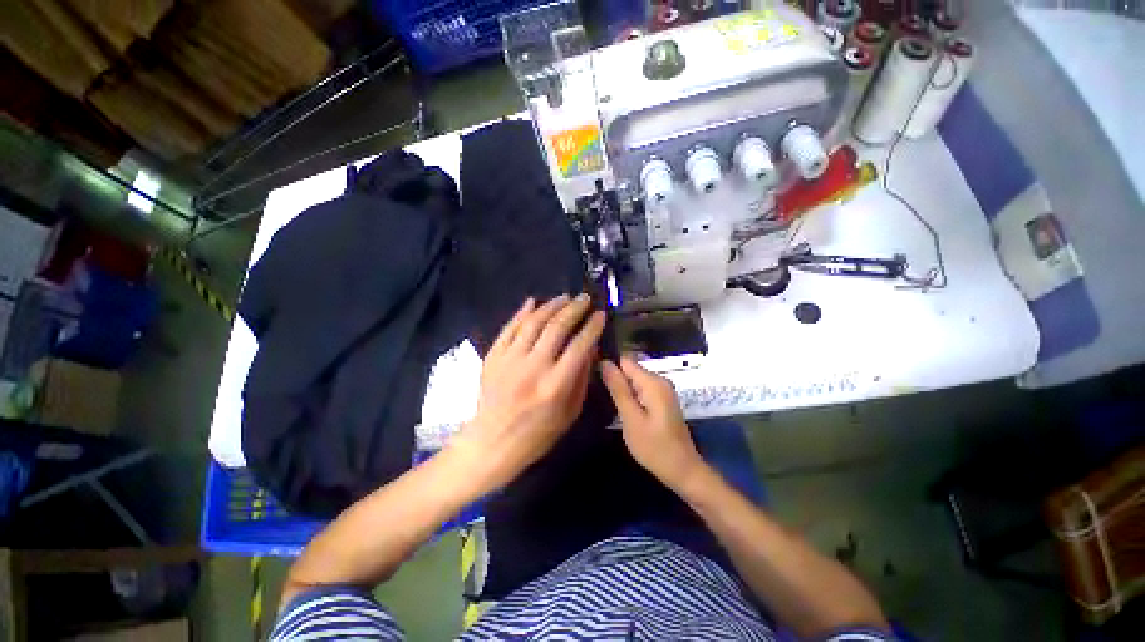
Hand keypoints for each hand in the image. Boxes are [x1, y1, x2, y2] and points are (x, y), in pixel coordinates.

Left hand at [447, 294, 604, 493]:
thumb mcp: (569, 413)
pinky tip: (533, 303)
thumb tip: (591, 348)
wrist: (494, 440)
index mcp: (556, 385)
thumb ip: (581, 379)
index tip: (600, 315)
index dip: (592, 327)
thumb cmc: (537, 434)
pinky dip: (522, 313)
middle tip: (584, 299)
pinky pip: (509, 328)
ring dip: (551, 306)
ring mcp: (510, 359)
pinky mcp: (493, 356)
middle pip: (557, 327)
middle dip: (574, 309)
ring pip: (533, 322)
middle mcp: (533, 367)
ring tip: (564, 298)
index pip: (579, 346)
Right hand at [601, 355, 705, 490]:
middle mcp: (661, 382)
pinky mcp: (662, 404)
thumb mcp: (631, 419)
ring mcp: (663, 393)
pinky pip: (641, 393)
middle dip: (613, 378)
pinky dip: (630, 398)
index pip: (625, 360)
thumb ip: (618, 390)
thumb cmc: (654, 447)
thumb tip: (604, 362)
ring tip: (600, 399)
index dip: (607, 364)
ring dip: (620, 389)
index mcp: (654, 383)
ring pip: (635, 382)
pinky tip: (618, 408)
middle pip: (630, 370)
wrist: (680, 469)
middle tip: (592, 391)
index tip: (588, 374)